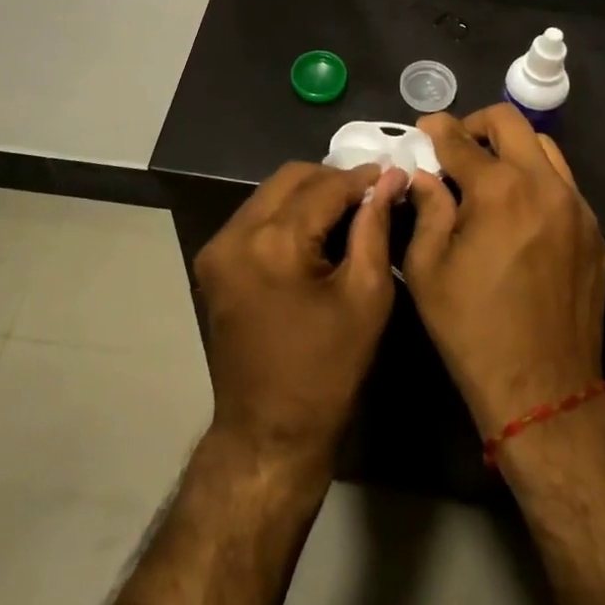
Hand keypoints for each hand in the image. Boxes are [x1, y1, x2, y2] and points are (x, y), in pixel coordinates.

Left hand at [194, 162, 405, 468]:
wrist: (268, 432)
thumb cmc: (327, 371)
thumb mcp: (366, 297)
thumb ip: (374, 228)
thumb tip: (388, 180)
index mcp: (274, 243)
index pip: (324, 187)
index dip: (361, 178)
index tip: (391, 173)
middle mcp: (236, 233)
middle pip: (290, 178)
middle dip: (332, 178)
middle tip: (369, 191)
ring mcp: (218, 246)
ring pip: (270, 192)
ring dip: (309, 193)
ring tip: (347, 208)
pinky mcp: (213, 261)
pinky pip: (255, 215)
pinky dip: (287, 212)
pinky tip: (315, 228)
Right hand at [400, 106, 604, 437]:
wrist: (543, 389)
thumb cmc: (472, 328)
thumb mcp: (427, 268)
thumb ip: (426, 209)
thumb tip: (424, 175)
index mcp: (499, 191)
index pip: (460, 140)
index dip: (436, 129)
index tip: (423, 128)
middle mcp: (544, 186)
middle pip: (511, 123)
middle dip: (477, 124)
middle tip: (456, 146)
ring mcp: (577, 208)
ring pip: (545, 149)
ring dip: (512, 149)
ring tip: (489, 176)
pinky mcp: (595, 234)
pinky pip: (563, 185)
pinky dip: (536, 181)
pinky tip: (518, 213)